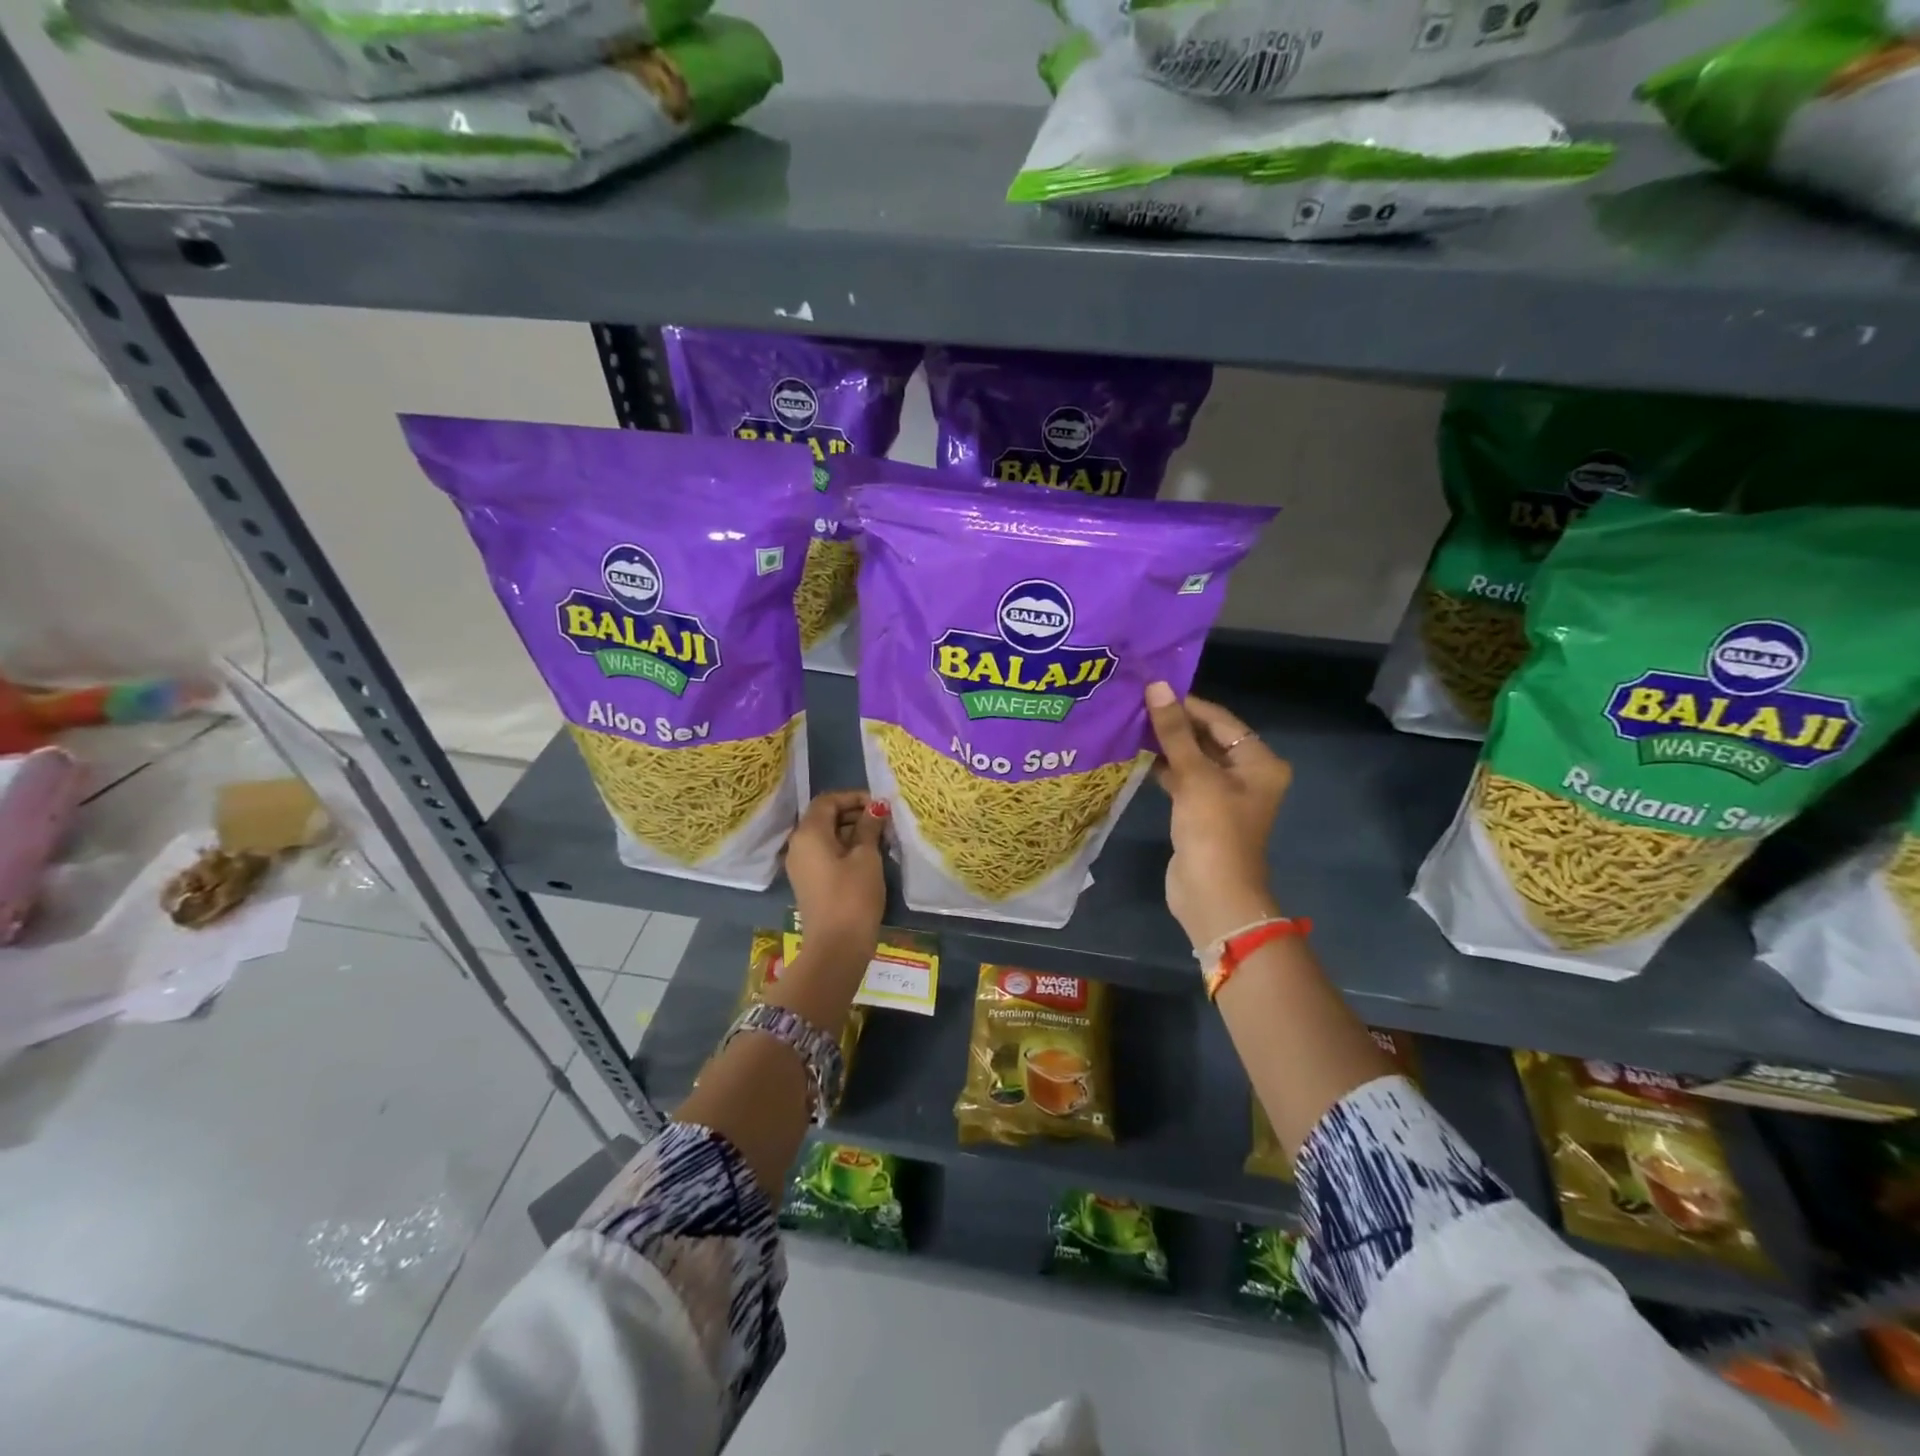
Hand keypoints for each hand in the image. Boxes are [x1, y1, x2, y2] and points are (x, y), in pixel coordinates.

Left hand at [784, 790, 886, 961]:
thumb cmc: (853, 896)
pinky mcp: (808, 881)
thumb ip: (869, 827)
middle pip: (825, 817)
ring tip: (881, 838)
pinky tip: (869, 856)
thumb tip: (876, 807)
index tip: (880, 805)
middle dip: (854, 814)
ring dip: (852, 831)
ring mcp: (801, 864)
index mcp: (808, 833)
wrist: (836, 947)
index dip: (854, 797)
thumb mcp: (867, 857)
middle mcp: (798, 844)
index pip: (828, 801)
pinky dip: (844, 848)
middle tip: (884, 821)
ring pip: (826, 836)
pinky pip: (825, 853)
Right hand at [1144, 683, 1291, 948]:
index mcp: (1259, 761)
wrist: (1213, 893)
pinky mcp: (1202, 812)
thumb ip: (1174, 731)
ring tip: (1131, 724)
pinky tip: (1137, 755)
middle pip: (1208, 738)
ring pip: (1193, 759)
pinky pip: (1184, 780)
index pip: (1220, 720)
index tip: (1151, 688)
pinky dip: (1164, 768)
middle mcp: (1247, 774)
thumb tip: (1156, 687)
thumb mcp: (1194, 775)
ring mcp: (1224, 795)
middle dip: (1174, 724)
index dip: (1187, 704)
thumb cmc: (1213, 828)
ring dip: (1167, 745)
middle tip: (1136, 704)